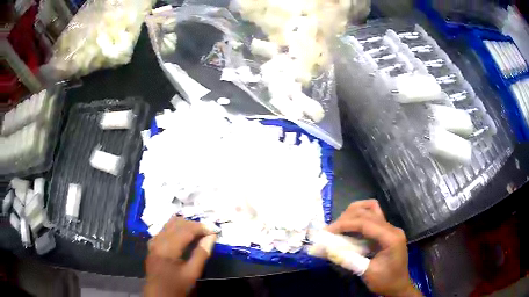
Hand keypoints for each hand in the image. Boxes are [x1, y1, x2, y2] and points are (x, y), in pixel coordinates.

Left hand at [144, 216, 216, 296]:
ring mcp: (154, 241)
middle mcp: (158, 240)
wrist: (159, 294)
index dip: (201, 227)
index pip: (186, 229)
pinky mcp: (152, 244)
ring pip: (170, 224)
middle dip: (194, 225)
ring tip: (198, 233)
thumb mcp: (192, 273)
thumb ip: (201, 253)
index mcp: (167, 247)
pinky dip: (176, 228)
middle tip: (208, 232)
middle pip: (177, 223)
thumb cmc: (176, 286)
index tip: (214, 230)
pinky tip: (184, 236)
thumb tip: (211, 237)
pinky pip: (165, 229)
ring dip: (185, 225)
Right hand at [327, 200, 421, 296]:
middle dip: (347, 218)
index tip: (328, 230)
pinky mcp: (387, 231)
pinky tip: (351, 225)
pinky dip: (360, 217)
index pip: (366, 223)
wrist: (398, 286)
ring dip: (354, 212)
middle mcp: (392, 228)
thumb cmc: (385, 281)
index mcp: (391, 237)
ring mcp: (391, 228)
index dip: (345, 224)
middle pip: (368, 212)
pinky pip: (373, 217)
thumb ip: (349, 260)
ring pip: (372, 209)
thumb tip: (329, 249)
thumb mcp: (367, 273)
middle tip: (331, 229)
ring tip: (340, 224)